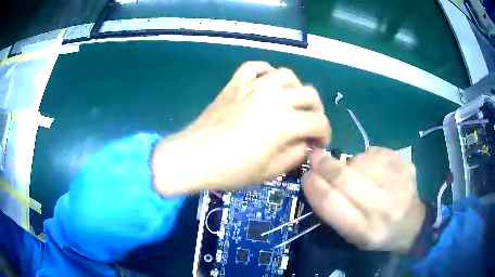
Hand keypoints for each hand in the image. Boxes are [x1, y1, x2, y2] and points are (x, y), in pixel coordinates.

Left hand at [152, 61, 330, 195]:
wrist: (193, 157)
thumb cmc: (231, 170)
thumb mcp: (269, 172)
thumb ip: (295, 155)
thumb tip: (306, 143)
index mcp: (285, 122)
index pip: (319, 122)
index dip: (325, 134)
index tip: (318, 144)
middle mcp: (274, 98)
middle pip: (309, 94)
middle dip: (316, 111)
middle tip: (308, 125)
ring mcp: (253, 87)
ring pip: (286, 75)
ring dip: (296, 89)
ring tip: (291, 103)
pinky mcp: (235, 84)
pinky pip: (254, 67)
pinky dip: (265, 71)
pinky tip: (266, 83)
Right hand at [303, 147, 425, 253]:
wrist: (412, 224)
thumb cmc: (378, 233)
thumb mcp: (352, 235)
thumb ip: (333, 211)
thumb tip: (316, 177)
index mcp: (366, 232)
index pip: (332, 204)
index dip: (315, 187)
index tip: (306, 175)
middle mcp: (385, 208)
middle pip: (346, 179)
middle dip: (325, 165)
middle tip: (315, 156)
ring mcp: (399, 183)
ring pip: (360, 161)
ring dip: (348, 163)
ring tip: (352, 171)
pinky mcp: (406, 165)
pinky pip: (375, 152)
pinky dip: (366, 157)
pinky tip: (371, 167)